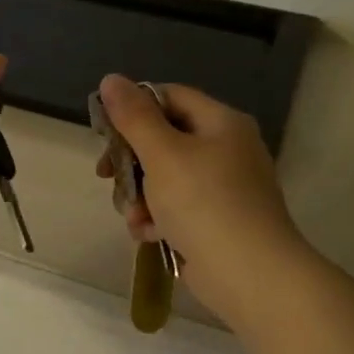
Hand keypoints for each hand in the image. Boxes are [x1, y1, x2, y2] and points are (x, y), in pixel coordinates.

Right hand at [95, 74, 308, 325]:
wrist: (249, 274)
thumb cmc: (204, 204)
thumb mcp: (162, 154)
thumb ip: (134, 117)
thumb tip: (111, 79)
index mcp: (221, 123)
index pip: (169, 97)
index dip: (133, 108)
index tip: (104, 132)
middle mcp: (226, 149)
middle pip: (163, 139)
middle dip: (130, 162)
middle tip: (106, 176)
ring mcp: (223, 188)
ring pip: (164, 177)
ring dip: (139, 196)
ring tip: (134, 217)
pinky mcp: (216, 221)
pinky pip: (176, 208)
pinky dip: (157, 218)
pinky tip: (148, 235)